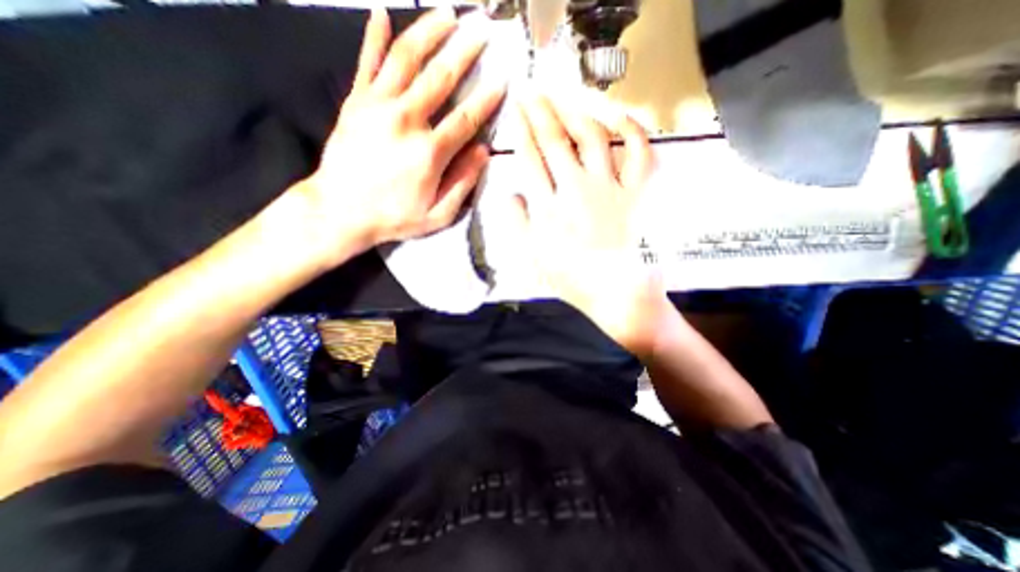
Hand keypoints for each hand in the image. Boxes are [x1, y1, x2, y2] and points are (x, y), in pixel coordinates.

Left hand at [300, 8, 505, 268]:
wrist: (339, 211)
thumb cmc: (394, 217)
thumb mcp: (438, 215)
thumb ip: (463, 183)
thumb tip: (483, 152)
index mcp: (429, 152)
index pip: (466, 119)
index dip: (486, 100)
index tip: (502, 81)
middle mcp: (406, 120)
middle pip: (440, 78)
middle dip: (465, 51)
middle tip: (482, 29)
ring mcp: (377, 106)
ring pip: (406, 58)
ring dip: (429, 31)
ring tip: (448, 13)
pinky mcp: (355, 102)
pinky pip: (367, 62)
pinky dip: (375, 36)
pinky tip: (381, 13)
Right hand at [509, 91, 669, 351]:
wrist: (620, 295)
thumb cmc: (575, 281)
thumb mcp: (535, 259)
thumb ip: (517, 224)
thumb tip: (508, 193)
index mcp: (550, 207)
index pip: (530, 158)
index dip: (520, 130)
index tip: (515, 110)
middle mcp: (578, 189)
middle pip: (556, 140)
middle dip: (541, 112)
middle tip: (533, 92)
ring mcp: (612, 187)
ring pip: (593, 137)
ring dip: (576, 113)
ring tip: (565, 98)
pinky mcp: (641, 191)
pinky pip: (640, 152)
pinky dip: (632, 129)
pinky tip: (620, 116)